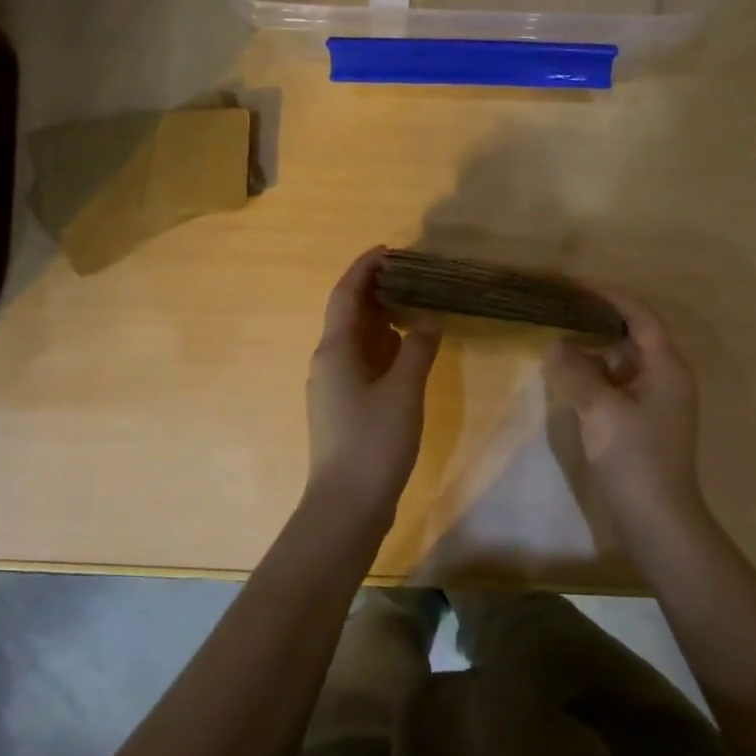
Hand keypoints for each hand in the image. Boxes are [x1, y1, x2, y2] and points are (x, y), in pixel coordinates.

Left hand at [305, 248, 441, 517]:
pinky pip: (363, 363)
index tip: (390, 249)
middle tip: (412, 275)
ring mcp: (334, 387)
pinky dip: (384, 347)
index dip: (364, 268)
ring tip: (415, 304)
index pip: (346, 294)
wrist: (347, 505)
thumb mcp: (403, 391)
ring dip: (381, 319)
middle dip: (376, 290)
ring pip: (357, 340)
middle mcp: (328, 362)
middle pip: (349, 314)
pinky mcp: (344, 408)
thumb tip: (428, 319)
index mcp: (335, 350)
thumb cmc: (374, 442)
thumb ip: (418, 349)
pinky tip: (408, 350)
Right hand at [544, 288, 708, 536]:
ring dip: (591, 350)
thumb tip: (554, 345)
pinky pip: (616, 385)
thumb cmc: (635, 459)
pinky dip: (593, 376)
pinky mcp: (641, 422)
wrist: (658, 521)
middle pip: (630, 335)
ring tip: (555, 338)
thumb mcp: (601, 410)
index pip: (639, 315)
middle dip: (595, 320)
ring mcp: (654, 401)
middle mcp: (665, 376)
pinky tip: (566, 377)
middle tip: (557, 309)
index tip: (572, 283)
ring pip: (621, 362)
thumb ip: (576, 372)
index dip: (608, 295)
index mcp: (666, 366)